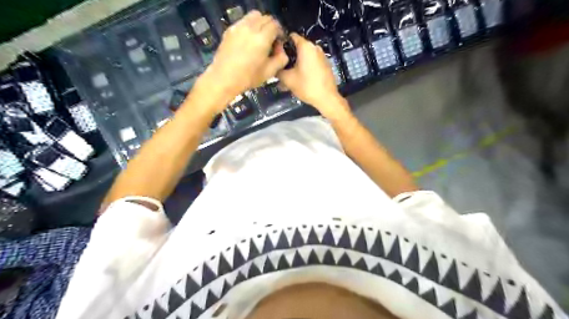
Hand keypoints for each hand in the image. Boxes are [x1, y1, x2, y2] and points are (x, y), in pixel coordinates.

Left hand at [199, 10, 288, 106]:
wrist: (224, 79)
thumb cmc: (248, 78)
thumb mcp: (269, 72)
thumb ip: (281, 59)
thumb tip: (282, 50)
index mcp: (262, 39)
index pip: (275, 25)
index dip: (280, 32)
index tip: (279, 42)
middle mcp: (250, 28)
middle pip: (265, 18)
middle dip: (271, 27)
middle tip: (270, 39)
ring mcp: (238, 27)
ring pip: (254, 16)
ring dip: (260, 23)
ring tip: (259, 37)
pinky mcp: (230, 30)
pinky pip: (243, 21)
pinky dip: (249, 26)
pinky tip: (248, 39)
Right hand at [280, 33, 349, 119]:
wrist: (327, 98)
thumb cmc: (307, 86)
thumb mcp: (288, 79)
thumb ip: (278, 70)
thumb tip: (274, 66)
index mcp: (306, 46)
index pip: (290, 36)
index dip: (281, 43)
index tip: (275, 53)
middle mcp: (315, 47)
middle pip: (297, 47)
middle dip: (288, 56)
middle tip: (280, 66)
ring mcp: (322, 55)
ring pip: (305, 56)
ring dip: (296, 63)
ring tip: (288, 75)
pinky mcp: (325, 64)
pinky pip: (311, 62)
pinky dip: (304, 67)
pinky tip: (299, 78)